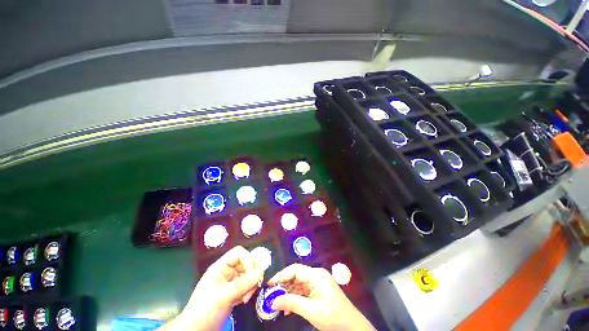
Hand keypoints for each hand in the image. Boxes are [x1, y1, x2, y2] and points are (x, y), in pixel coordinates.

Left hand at [160, 246, 263, 330]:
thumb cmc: (205, 310)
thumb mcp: (223, 296)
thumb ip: (243, 283)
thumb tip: (261, 272)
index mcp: (221, 267)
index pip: (239, 253)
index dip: (248, 259)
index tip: (253, 274)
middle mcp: (227, 271)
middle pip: (246, 263)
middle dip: (251, 274)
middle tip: (255, 286)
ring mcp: (231, 282)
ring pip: (248, 275)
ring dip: (251, 285)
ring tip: (246, 298)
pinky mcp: (234, 292)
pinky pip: (246, 285)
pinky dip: (248, 292)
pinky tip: (243, 301)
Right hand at [268, 264, 374, 330]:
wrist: (352, 326)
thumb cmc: (332, 317)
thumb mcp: (311, 311)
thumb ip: (292, 303)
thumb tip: (273, 301)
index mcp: (316, 275)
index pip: (295, 270)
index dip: (281, 275)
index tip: (270, 284)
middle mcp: (316, 275)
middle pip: (296, 276)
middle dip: (284, 285)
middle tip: (271, 296)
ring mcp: (318, 283)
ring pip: (299, 284)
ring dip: (289, 293)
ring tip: (278, 304)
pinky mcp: (318, 290)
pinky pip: (304, 291)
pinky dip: (295, 298)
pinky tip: (289, 309)